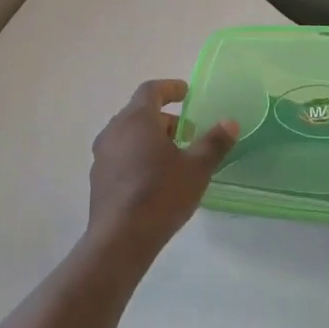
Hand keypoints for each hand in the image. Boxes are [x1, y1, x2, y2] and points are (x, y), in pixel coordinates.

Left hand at [85, 80, 236, 263]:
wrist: (120, 240)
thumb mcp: (197, 168)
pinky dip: (139, 156)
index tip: (187, 93)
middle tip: (189, 132)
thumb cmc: (161, 195)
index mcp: (136, 120)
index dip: (170, 88)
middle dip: (166, 119)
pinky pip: (121, 156)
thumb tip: (230, 122)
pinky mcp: (98, 178)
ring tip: (175, 157)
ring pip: (130, 136)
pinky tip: (156, 179)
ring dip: (152, 139)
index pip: (151, 90)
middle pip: (140, 113)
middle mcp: (114, 131)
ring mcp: (102, 156)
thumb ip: (214, 142)